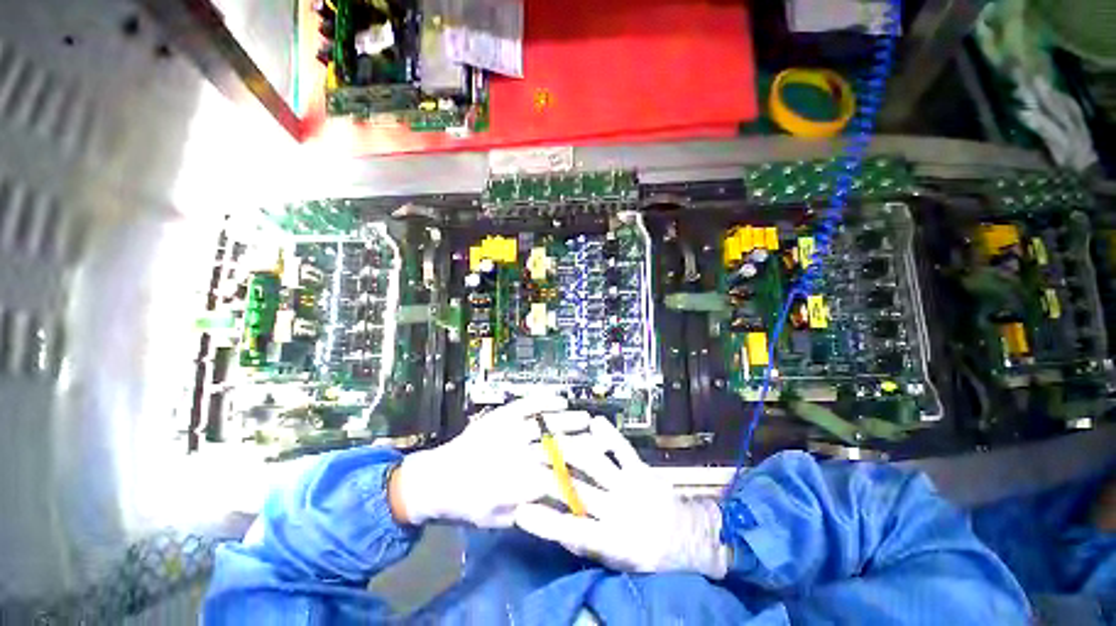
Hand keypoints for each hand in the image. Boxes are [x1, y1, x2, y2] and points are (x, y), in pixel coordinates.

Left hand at [391, 395, 589, 527]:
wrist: (437, 479)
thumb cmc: (468, 505)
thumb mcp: (501, 519)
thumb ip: (533, 509)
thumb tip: (564, 501)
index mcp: (514, 483)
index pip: (556, 479)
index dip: (579, 475)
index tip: (597, 472)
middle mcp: (514, 453)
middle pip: (555, 447)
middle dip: (581, 444)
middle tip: (600, 439)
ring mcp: (506, 430)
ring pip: (545, 424)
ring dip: (568, 421)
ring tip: (587, 418)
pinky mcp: (499, 415)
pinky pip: (526, 404)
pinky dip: (545, 400)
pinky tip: (560, 399)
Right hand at [515, 416, 730, 578]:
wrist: (689, 539)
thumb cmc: (648, 554)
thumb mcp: (617, 560)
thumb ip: (587, 542)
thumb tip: (557, 525)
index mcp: (612, 539)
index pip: (571, 531)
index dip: (545, 521)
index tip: (522, 509)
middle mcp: (619, 510)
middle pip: (578, 489)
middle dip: (552, 473)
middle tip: (531, 458)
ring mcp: (631, 485)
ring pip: (595, 463)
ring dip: (571, 448)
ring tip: (552, 436)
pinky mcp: (642, 469)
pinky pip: (622, 448)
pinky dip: (607, 434)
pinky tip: (593, 421)